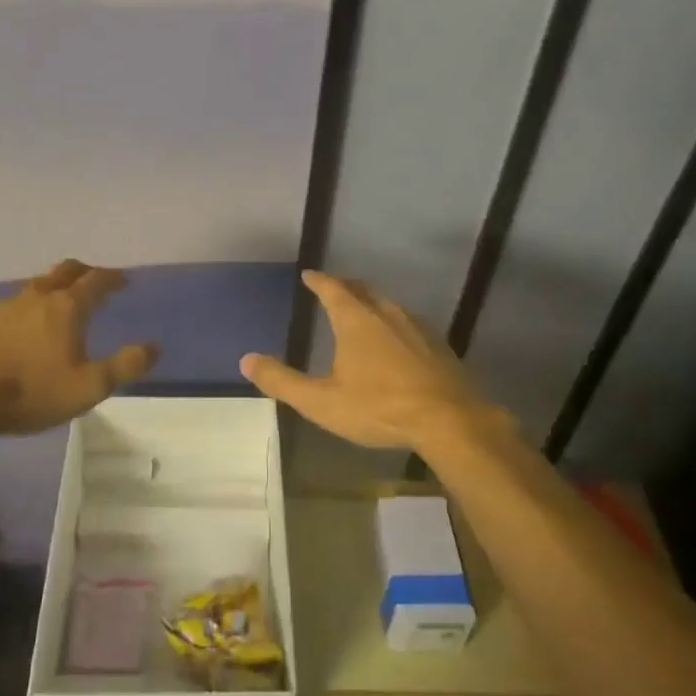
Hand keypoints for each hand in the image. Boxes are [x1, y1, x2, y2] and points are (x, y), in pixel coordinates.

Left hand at [0, 259, 157, 436]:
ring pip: (36, 286)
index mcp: (67, 307)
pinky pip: (10, 306)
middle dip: (84, 271)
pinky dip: (25, 309)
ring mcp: (4, 306)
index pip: (97, 280)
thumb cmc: (31, 392)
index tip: (123, 279)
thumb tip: (154, 347)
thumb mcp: (88, 387)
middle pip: (65, 271)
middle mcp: (37, 297)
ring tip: (59, 304)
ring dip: (53, 288)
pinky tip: (21, 328)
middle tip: (94, 280)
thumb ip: (124, 366)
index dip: (113, 277)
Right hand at [239, 270, 506, 452]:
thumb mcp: (322, 402)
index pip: (333, 289)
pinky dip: (394, 323)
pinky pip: (408, 323)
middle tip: (334, 286)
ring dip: (371, 302)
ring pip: (388, 305)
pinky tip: (397, 340)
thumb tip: (246, 360)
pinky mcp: (438, 345)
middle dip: (345, 286)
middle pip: (362, 291)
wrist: (448, 420)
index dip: (319, 281)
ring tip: (362, 309)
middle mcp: (386, 313)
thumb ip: (283, 381)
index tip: (309, 275)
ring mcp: (416, 327)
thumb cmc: (379, 407)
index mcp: (356, 320)